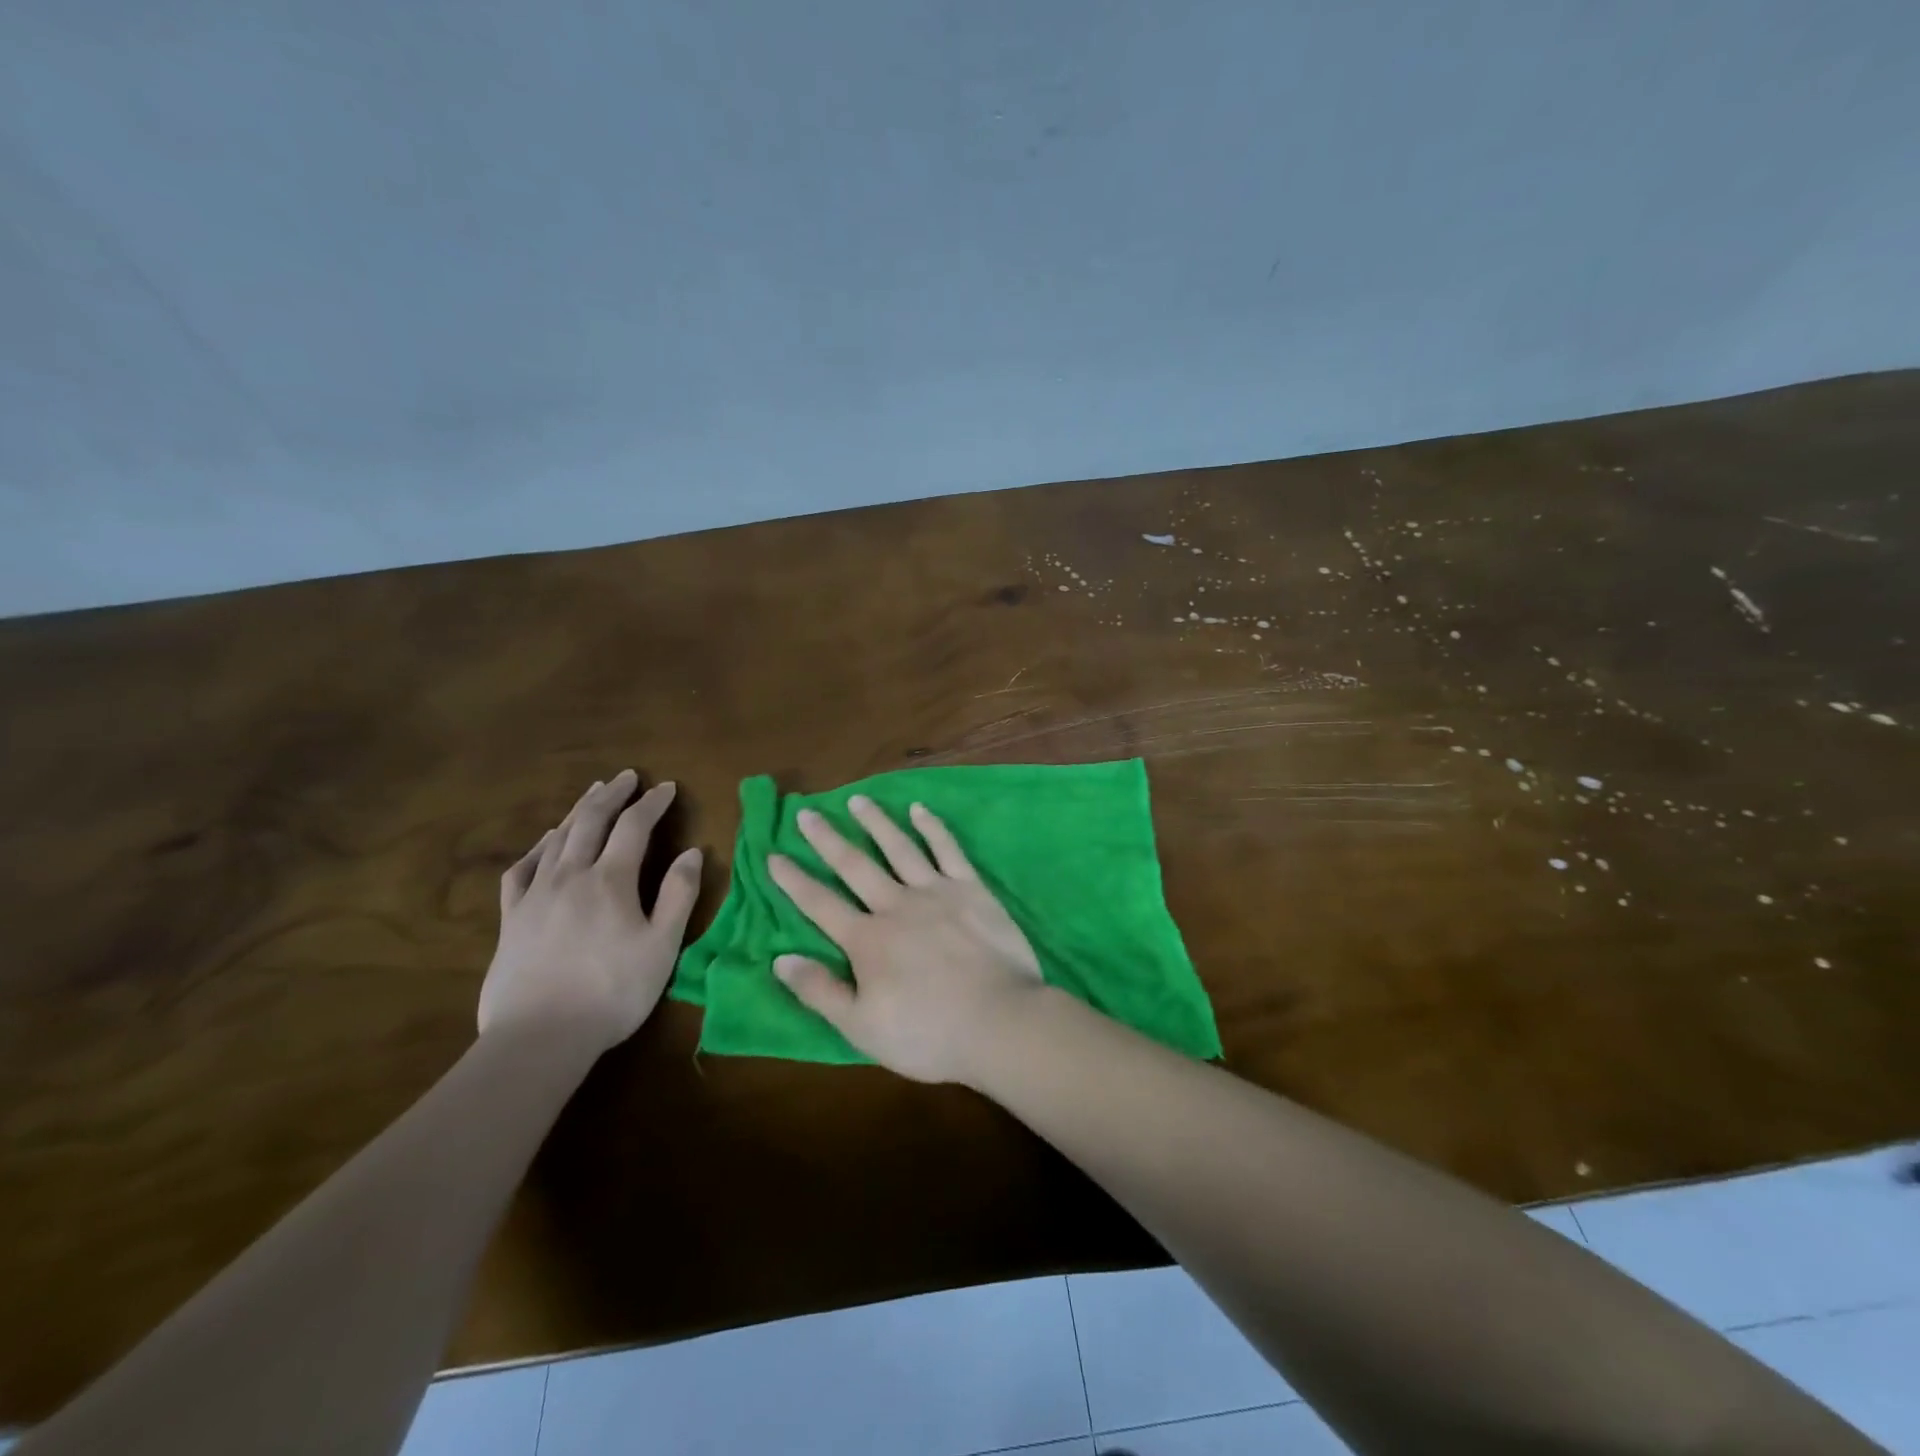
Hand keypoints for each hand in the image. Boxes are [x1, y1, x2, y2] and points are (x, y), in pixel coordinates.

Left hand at [479, 770, 702, 1055]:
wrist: (539, 1037)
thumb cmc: (613, 991)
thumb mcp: (662, 946)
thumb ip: (679, 895)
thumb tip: (692, 852)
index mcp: (611, 880)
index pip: (634, 826)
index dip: (652, 803)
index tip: (666, 787)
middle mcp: (571, 876)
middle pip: (591, 821)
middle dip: (612, 795)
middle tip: (627, 777)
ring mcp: (536, 895)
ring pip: (557, 839)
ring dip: (578, 811)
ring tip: (592, 795)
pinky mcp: (512, 918)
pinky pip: (522, 869)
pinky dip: (538, 847)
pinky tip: (545, 843)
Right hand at [767, 796, 1043, 1084]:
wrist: (999, 1021)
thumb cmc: (928, 1033)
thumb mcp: (861, 1027)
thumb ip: (820, 991)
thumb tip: (780, 960)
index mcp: (867, 940)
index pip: (820, 904)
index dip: (794, 880)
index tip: (774, 855)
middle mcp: (896, 905)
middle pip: (855, 866)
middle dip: (827, 839)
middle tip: (806, 813)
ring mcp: (936, 892)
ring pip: (899, 848)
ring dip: (876, 822)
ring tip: (857, 799)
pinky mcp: (972, 889)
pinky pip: (948, 850)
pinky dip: (932, 827)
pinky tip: (919, 809)